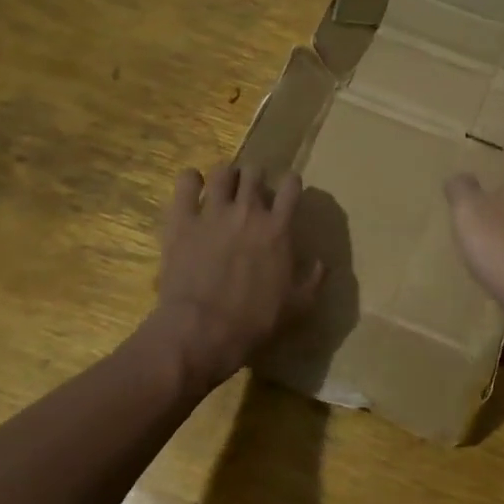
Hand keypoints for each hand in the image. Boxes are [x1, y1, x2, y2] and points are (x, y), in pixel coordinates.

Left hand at [146, 163, 324, 392]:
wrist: (203, 331)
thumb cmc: (254, 321)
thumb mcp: (297, 306)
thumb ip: (313, 281)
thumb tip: (322, 263)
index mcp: (278, 229)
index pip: (291, 186)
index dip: (290, 184)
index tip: (287, 191)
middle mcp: (248, 211)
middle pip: (255, 173)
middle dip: (255, 178)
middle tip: (250, 193)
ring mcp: (213, 212)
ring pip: (222, 172)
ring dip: (225, 177)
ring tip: (222, 188)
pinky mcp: (181, 220)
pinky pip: (185, 182)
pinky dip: (190, 180)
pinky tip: (192, 188)